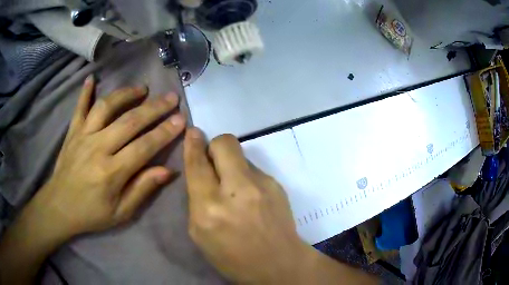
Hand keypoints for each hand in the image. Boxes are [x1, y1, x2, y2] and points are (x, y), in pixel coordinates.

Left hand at [30, 75, 185, 239]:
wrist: (59, 207)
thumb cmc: (91, 213)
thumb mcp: (120, 213)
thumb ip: (142, 190)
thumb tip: (167, 171)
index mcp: (111, 172)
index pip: (144, 147)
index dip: (164, 132)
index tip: (181, 120)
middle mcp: (98, 148)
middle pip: (129, 121)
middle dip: (154, 108)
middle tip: (171, 98)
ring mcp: (83, 136)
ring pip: (106, 107)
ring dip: (126, 94)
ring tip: (142, 89)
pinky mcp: (72, 132)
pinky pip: (79, 107)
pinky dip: (85, 92)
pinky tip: (92, 78)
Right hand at [184, 129, 308, 282]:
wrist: (279, 264)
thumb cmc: (232, 257)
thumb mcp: (200, 233)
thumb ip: (197, 199)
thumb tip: (202, 171)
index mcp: (209, 208)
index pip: (197, 164)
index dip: (192, 145)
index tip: (192, 132)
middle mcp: (236, 190)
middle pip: (224, 143)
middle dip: (215, 145)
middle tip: (214, 160)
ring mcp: (261, 185)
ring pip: (241, 155)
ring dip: (232, 165)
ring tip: (236, 189)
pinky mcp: (277, 185)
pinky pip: (254, 170)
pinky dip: (247, 177)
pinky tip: (252, 198)